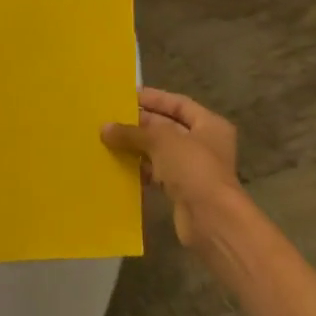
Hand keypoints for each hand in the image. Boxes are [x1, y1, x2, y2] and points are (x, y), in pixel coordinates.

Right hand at [101, 88, 243, 248]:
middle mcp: (205, 144)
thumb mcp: (161, 141)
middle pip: (168, 127)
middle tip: (111, 119)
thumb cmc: (193, 168)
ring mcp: (194, 169)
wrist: (211, 219)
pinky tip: (119, 166)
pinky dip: (141, 169)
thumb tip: (105, 128)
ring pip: (161, 152)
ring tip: (109, 141)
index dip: (154, 98)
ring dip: (138, 147)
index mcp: (210, 124)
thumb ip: (133, 132)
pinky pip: (158, 173)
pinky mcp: (183, 190)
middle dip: (141, 124)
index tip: (126, 96)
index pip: (178, 104)